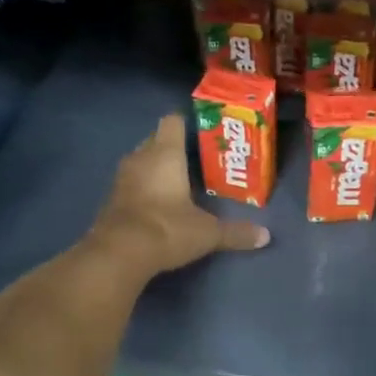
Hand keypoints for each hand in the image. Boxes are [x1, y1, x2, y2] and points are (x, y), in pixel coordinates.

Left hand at [88, 114, 268, 276]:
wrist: (117, 255)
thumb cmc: (167, 229)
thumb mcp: (208, 233)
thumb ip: (235, 232)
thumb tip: (265, 236)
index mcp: (165, 153)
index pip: (173, 121)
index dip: (187, 122)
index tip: (204, 131)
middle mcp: (141, 157)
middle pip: (156, 138)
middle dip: (174, 145)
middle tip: (197, 157)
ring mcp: (122, 178)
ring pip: (141, 160)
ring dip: (156, 166)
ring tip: (179, 178)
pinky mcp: (111, 199)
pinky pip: (131, 182)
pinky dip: (143, 186)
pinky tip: (158, 202)